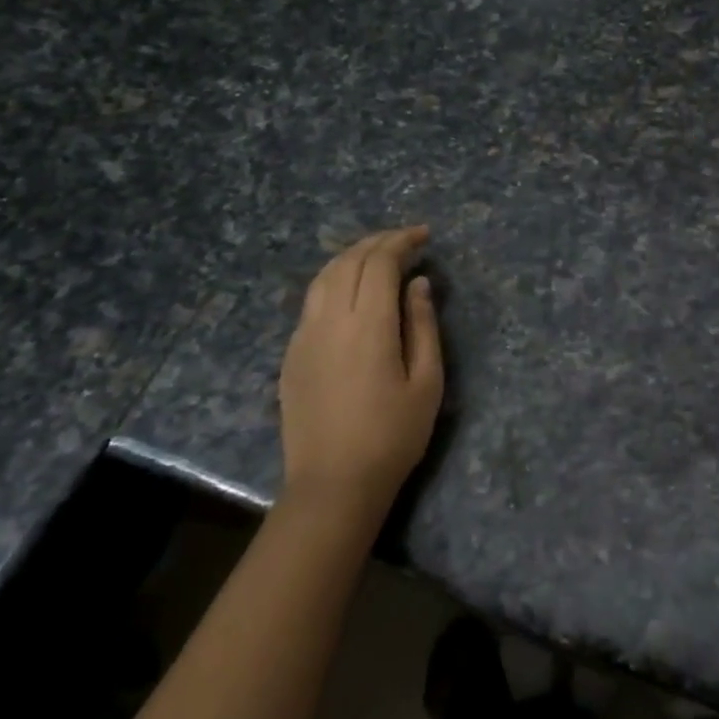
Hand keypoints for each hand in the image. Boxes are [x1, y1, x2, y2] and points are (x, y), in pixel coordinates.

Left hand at [279, 226, 443, 509]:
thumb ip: (422, 326)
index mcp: (367, 325)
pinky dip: (335, 279)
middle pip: (348, 261)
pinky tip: (352, 291)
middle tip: (406, 240)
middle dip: (378, 242)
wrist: (333, 483)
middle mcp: (329, 320)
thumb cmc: (392, 435)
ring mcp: (304, 336)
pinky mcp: (292, 354)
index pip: (379, 263)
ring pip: (324, 276)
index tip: (424, 236)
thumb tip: (417, 284)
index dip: (401, 241)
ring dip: (352, 256)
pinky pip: (312, 300)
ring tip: (378, 256)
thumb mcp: (427, 382)